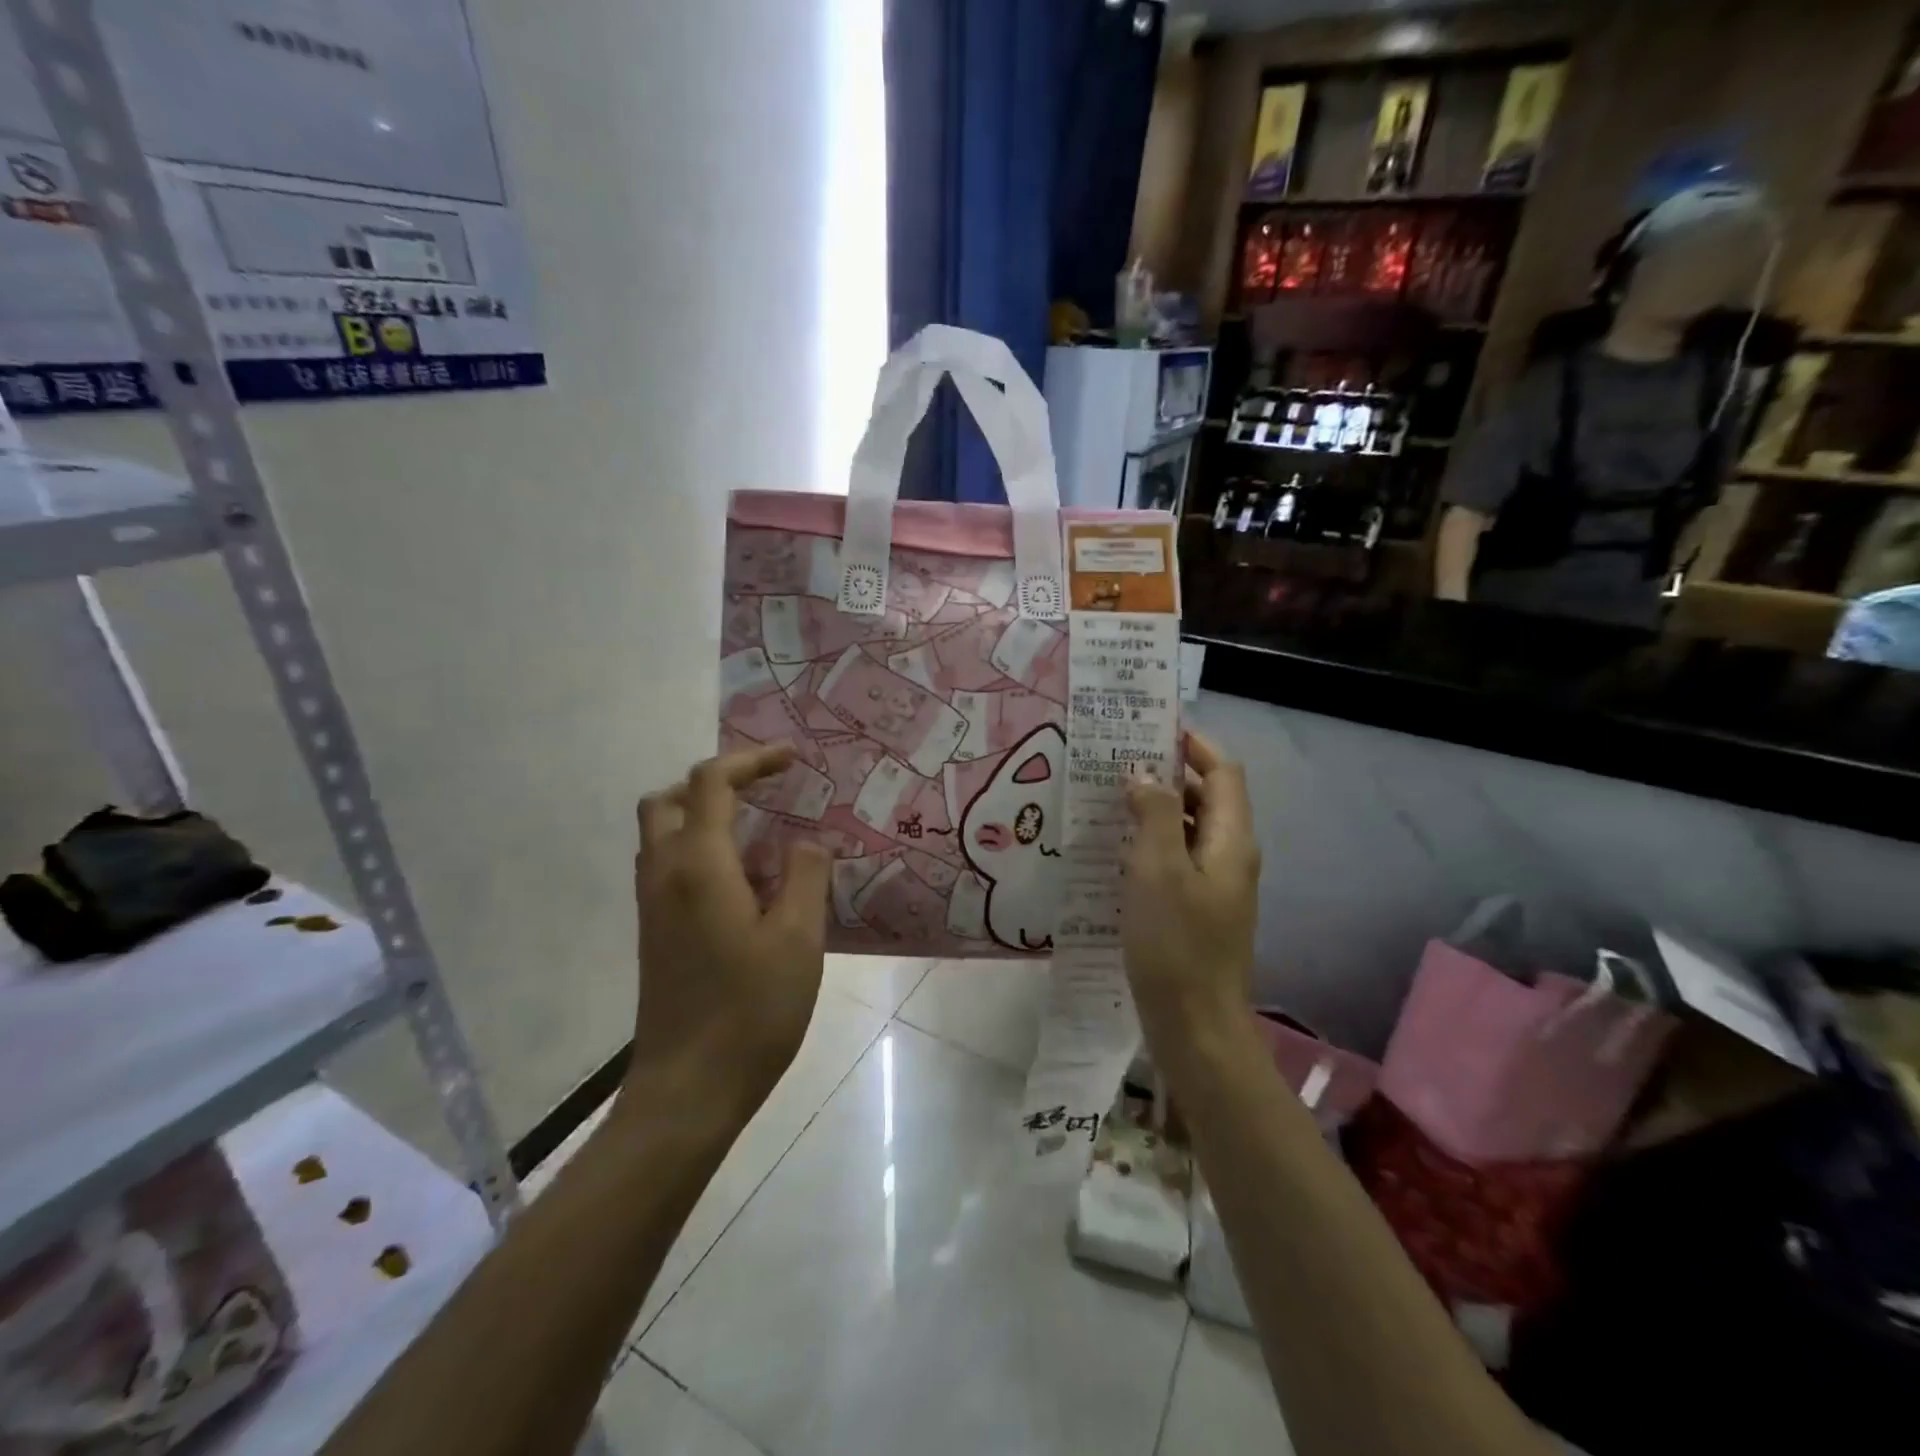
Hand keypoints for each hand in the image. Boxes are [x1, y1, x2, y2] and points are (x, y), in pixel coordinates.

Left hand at [627, 744, 831, 1130]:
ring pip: (662, 835)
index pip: (712, 783)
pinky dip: (699, 850)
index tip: (792, 759)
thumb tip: (806, 842)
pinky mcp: (654, 934)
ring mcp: (652, 907)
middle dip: (714, 784)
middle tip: (763, 794)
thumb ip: (806, 875)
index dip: (752, 760)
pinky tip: (745, 883)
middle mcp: (664, 875)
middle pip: (667, 800)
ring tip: (761, 835)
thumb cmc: (750, 1011)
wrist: (688, 1090)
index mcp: (699, 865)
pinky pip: (668, 867)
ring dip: (703, 816)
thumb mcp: (799, 938)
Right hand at [1122, 731, 1260, 1038]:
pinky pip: (1177, 859)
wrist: (1195, 1025)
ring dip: (1156, 809)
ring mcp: (1216, 885)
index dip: (1193, 746)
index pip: (1223, 771)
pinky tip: (1116, 850)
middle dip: (1167, 774)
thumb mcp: (1158, 869)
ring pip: (1190, 829)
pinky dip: (1152, 843)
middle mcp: (1231, 855)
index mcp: (1231, 839)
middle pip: (1207, 797)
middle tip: (1117, 762)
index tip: (1150, 730)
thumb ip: (1156, 814)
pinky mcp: (1198, 909)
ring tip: (1109, 799)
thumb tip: (1144, 777)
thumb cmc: (1176, 943)